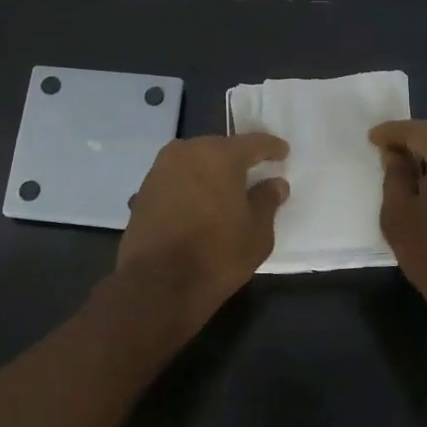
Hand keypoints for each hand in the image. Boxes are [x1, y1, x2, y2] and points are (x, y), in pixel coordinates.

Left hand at [119, 134, 290, 331]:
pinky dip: (189, 187)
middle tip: (253, 171)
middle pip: (218, 148)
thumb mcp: (256, 232)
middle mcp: (186, 152)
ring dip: (209, 172)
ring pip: (193, 162)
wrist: (157, 283)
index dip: (270, 147)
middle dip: (236, 158)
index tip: (282, 151)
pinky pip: (175, 180)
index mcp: (219, 155)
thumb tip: (275, 183)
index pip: (252, 143)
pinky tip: (197, 205)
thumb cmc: (216, 254)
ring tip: (223, 189)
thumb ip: (267, 201)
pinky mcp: (143, 191)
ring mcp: (160, 170)